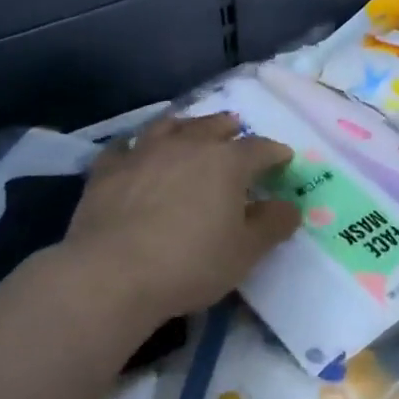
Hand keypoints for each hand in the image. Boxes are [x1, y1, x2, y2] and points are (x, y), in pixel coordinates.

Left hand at [62, 113, 300, 325]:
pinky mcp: (108, 168)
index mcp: (226, 162)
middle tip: (236, 129)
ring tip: (189, 127)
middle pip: (212, 126)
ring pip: (168, 126)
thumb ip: (272, 225)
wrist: (112, 273)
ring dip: (184, 125)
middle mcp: (186, 145)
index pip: (259, 149)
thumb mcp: (245, 252)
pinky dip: (133, 145)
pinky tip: (133, 150)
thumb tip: (290, 206)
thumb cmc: (190, 263)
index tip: (283, 158)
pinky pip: (123, 146)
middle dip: (228, 128)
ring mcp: (144, 152)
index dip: (274, 153)